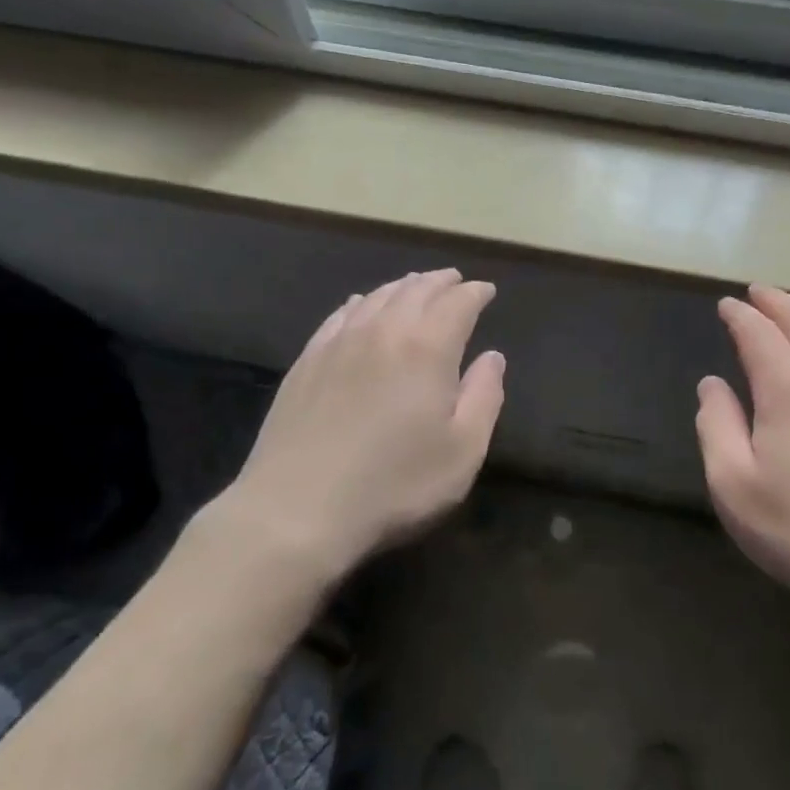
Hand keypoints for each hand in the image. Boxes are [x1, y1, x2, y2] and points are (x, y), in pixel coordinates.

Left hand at [211, 269, 504, 588]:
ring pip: (377, 296)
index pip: (457, 304)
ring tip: (416, 285)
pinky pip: (340, 315)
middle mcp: (384, 331)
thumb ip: (484, 397)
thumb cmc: (394, 485)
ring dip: (403, 286)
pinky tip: (361, 304)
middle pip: (416, 290)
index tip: (486, 291)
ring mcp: (339, 343)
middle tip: (454, 280)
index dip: (475, 293)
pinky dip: (360, 302)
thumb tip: (492, 357)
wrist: (297, 509)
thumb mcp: (462, 452)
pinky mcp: (307, 361)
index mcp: (428, 348)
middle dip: (440, 282)